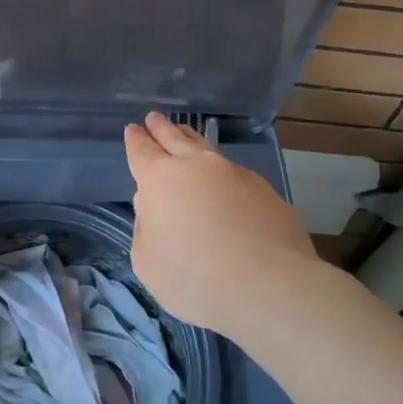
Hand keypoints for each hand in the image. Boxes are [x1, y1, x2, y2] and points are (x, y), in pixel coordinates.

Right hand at [123, 111, 319, 335]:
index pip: (142, 152)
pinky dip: (221, 170)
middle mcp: (197, 166)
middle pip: (175, 139)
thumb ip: (145, 230)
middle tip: (154, 118)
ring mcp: (234, 174)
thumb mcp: (148, 264)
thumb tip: (153, 208)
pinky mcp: (264, 190)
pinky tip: (222, 178)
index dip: (136, 140)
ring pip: (207, 149)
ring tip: (185, 132)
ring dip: (192, 139)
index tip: (133, 129)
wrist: (269, 285)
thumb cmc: (195, 278)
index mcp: (160, 180)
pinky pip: (234, 172)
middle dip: (162, 129)